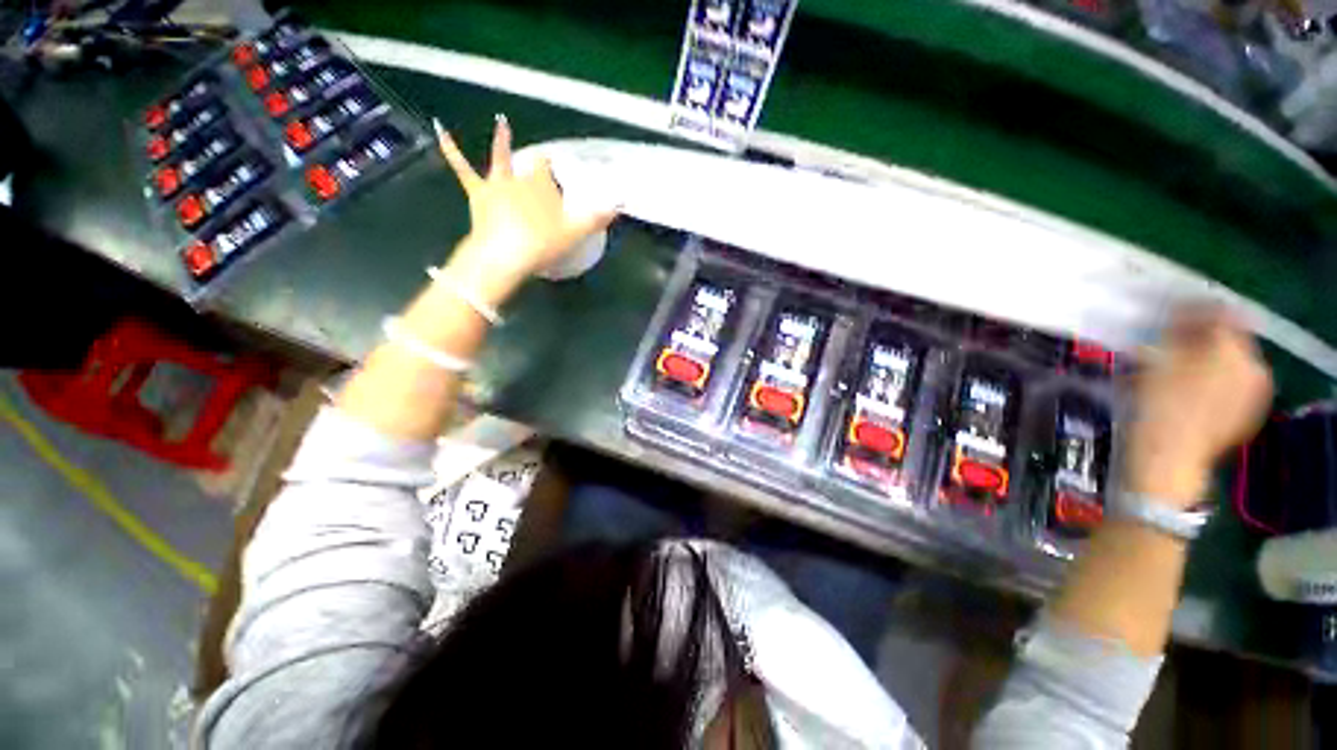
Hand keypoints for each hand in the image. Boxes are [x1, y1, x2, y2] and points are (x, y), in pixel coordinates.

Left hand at [434, 115, 618, 302]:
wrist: (502, 256)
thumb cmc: (541, 242)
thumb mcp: (575, 232)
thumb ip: (597, 218)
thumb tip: (620, 205)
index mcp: (542, 184)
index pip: (551, 169)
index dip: (557, 169)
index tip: (564, 171)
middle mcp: (519, 178)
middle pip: (528, 164)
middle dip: (536, 161)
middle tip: (543, 157)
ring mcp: (496, 185)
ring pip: (498, 160)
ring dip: (501, 142)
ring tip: (502, 123)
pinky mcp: (477, 194)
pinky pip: (462, 168)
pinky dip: (451, 148)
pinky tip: (440, 129)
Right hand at [1124, 308, 1271, 507]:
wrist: (1168, 461)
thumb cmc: (1157, 408)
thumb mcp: (1161, 361)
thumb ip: (1181, 329)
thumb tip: (1188, 305)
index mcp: (1234, 351)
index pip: (1222, 313)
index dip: (1196, 308)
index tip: (1171, 311)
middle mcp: (1254, 367)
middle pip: (1229, 338)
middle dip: (1201, 335)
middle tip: (1170, 341)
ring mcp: (1253, 394)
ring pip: (1230, 361)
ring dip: (1204, 357)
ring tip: (1176, 367)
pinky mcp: (1244, 413)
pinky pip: (1230, 383)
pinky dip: (1211, 378)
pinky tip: (1189, 390)